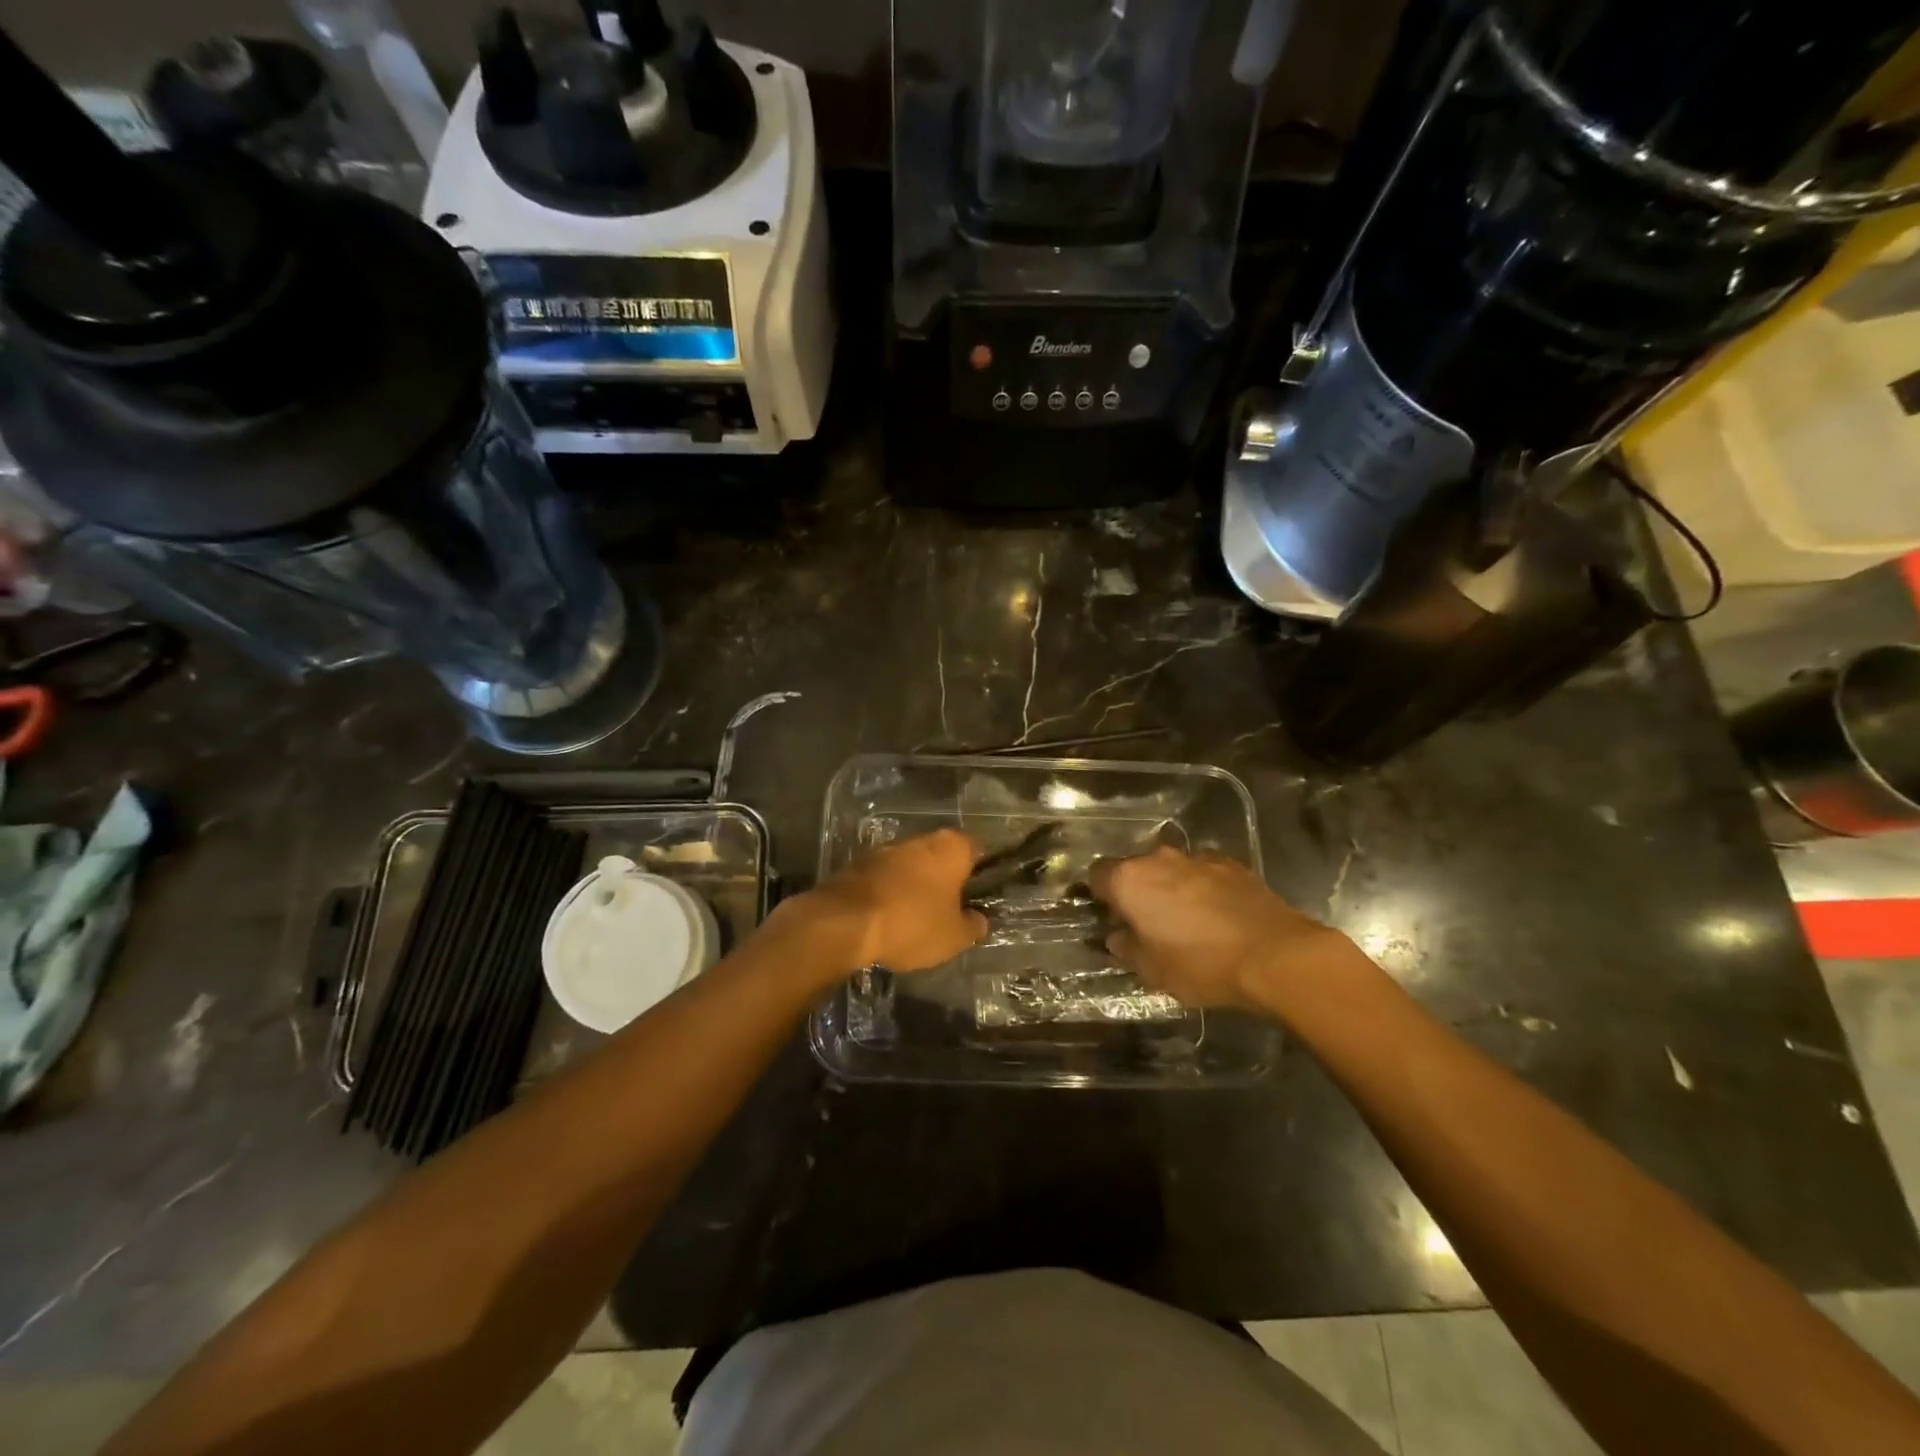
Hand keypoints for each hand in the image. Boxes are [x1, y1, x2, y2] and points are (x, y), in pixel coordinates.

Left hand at [790, 828, 988, 973]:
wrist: (844, 922)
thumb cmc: (912, 923)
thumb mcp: (954, 936)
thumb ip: (973, 925)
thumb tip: (978, 919)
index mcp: (950, 847)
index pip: (976, 850)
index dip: (980, 873)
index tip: (978, 897)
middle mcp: (920, 838)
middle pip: (940, 857)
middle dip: (944, 881)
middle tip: (948, 912)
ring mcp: (885, 849)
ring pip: (910, 867)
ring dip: (914, 887)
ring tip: (915, 921)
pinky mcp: (858, 864)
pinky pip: (884, 879)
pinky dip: (888, 894)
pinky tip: (886, 921)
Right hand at [1089, 846, 1349, 1011]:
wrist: (1275, 954)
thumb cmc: (1201, 965)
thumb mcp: (1152, 970)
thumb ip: (1126, 948)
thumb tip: (1118, 936)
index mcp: (1129, 880)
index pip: (1096, 875)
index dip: (1099, 896)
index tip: (1109, 917)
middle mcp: (1158, 859)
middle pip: (1135, 869)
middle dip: (1137, 891)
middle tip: (1147, 922)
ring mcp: (1197, 857)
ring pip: (1171, 869)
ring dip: (1170, 887)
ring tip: (1186, 920)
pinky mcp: (1232, 863)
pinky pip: (1203, 872)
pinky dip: (1202, 888)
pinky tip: (1216, 915)